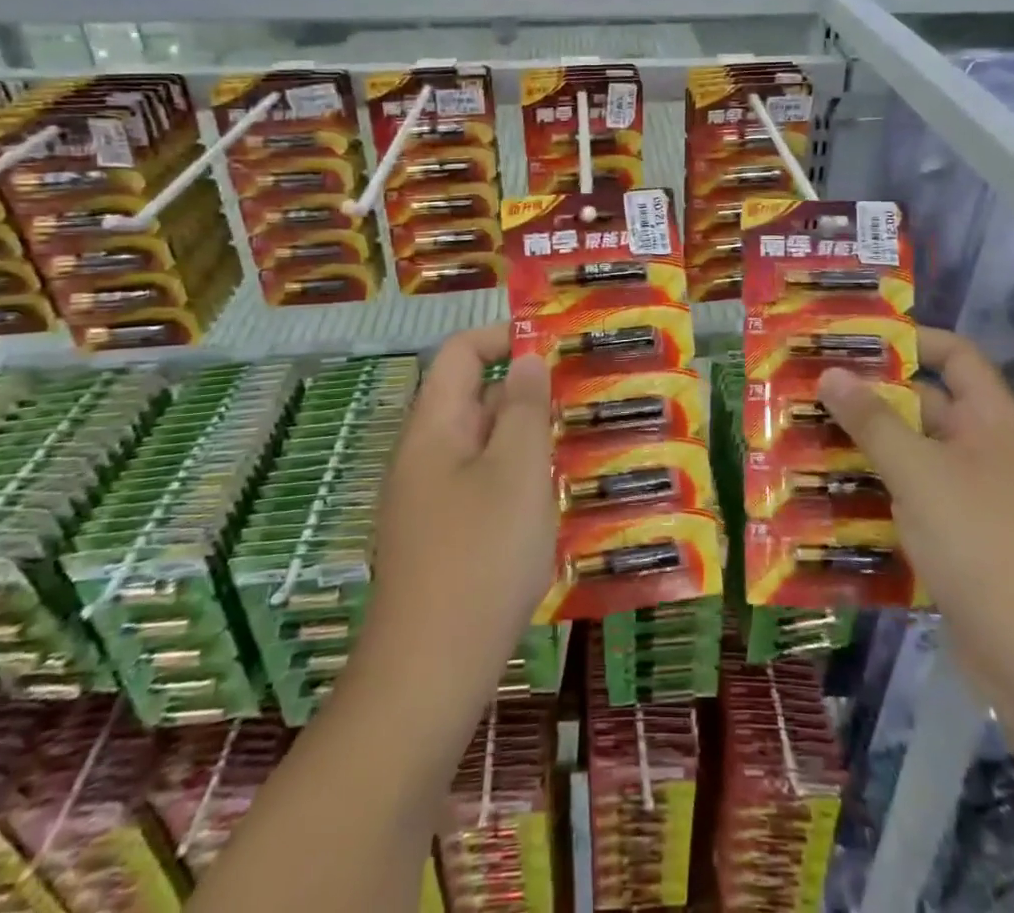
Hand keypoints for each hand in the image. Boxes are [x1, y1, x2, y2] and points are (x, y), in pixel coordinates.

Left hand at [366, 323, 555, 689]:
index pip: (461, 353)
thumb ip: (523, 407)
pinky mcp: (445, 541)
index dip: (505, 336)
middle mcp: (426, 456)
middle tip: (586, 396)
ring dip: (531, 439)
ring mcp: (432, 502)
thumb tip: (525, 359)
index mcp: (434, 428)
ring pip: (486, 447)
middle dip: (529, 391)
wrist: (428, 676)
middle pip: (476, 398)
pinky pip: (486, 489)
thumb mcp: (515, 470)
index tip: (557, 346)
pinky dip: (521, 481)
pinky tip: (559, 503)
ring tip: (585, 444)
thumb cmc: (479, 557)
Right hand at [818, 326, 1013, 691]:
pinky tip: (828, 496)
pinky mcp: (960, 540)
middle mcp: (986, 450)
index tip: (852, 341)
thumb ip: (872, 421)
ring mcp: (975, 498)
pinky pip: (912, 500)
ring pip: (913, 456)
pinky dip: (876, 493)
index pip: (955, 355)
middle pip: (925, 405)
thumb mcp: (918, 473)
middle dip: (869, 397)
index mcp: (992, 420)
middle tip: (808, 390)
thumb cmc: (982, 544)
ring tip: (803, 437)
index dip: (910, 340)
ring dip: (865, 448)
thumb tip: (832, 372)